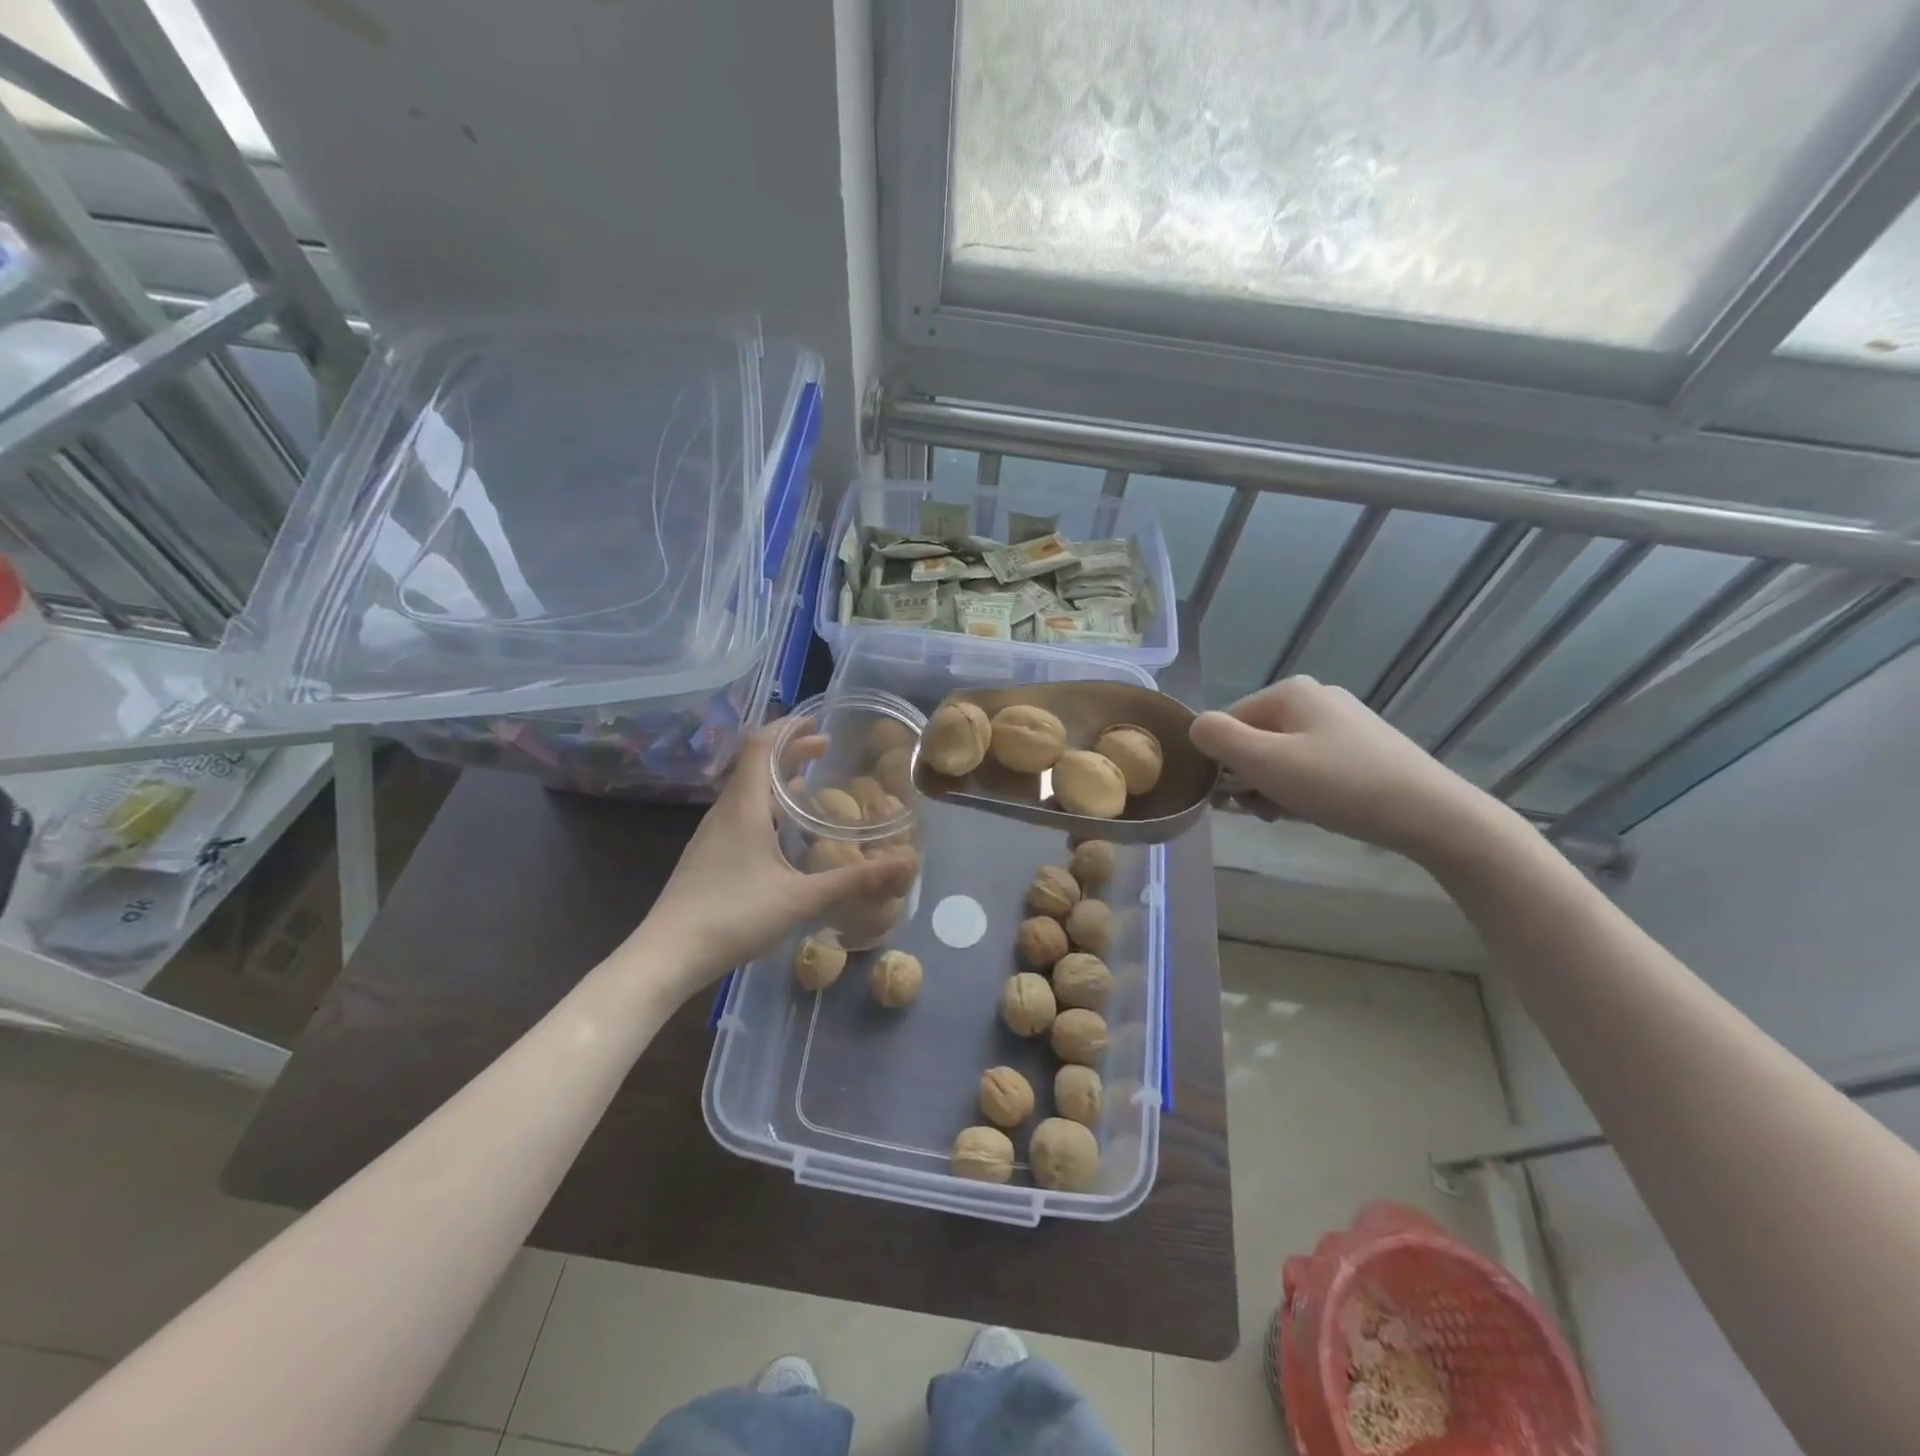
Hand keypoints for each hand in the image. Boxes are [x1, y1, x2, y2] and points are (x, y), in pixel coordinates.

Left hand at [632, 726, 914, 987]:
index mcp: (744, 807)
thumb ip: (854, 880)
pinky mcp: (707, 856)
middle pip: (755, 764)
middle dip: (790, 751)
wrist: (667, 955)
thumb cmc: (733, 916)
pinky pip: (741, 814)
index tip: (817, 721)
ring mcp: (712, 835)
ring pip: (746, 791)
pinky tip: (783, 833)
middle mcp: (725, 812)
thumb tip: (906, 863)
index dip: (787, 727)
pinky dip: (766, 805)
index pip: (760, 746)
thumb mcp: (801, 898)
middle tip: (825, 748)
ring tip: (808, 784)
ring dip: (777, 779)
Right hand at [1189, 677, 1513, 865]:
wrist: (1430, 814)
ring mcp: (1343, 722)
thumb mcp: (1265, 761)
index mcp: (1289, 691)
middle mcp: (1316, 697)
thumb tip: (1196, 728)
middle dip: (1252, 778)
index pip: (1228, 723)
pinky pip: (1312, 765)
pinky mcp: (1364, 748)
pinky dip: (1304, 789)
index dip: (1225, 763)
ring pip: (1283, 756)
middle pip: (1255, 739)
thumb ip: (1217, 738)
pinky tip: (1318, 810)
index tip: (1240, 798)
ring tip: (1294, 813)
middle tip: (1268, 810)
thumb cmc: (1338, 784)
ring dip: (1276, 788)